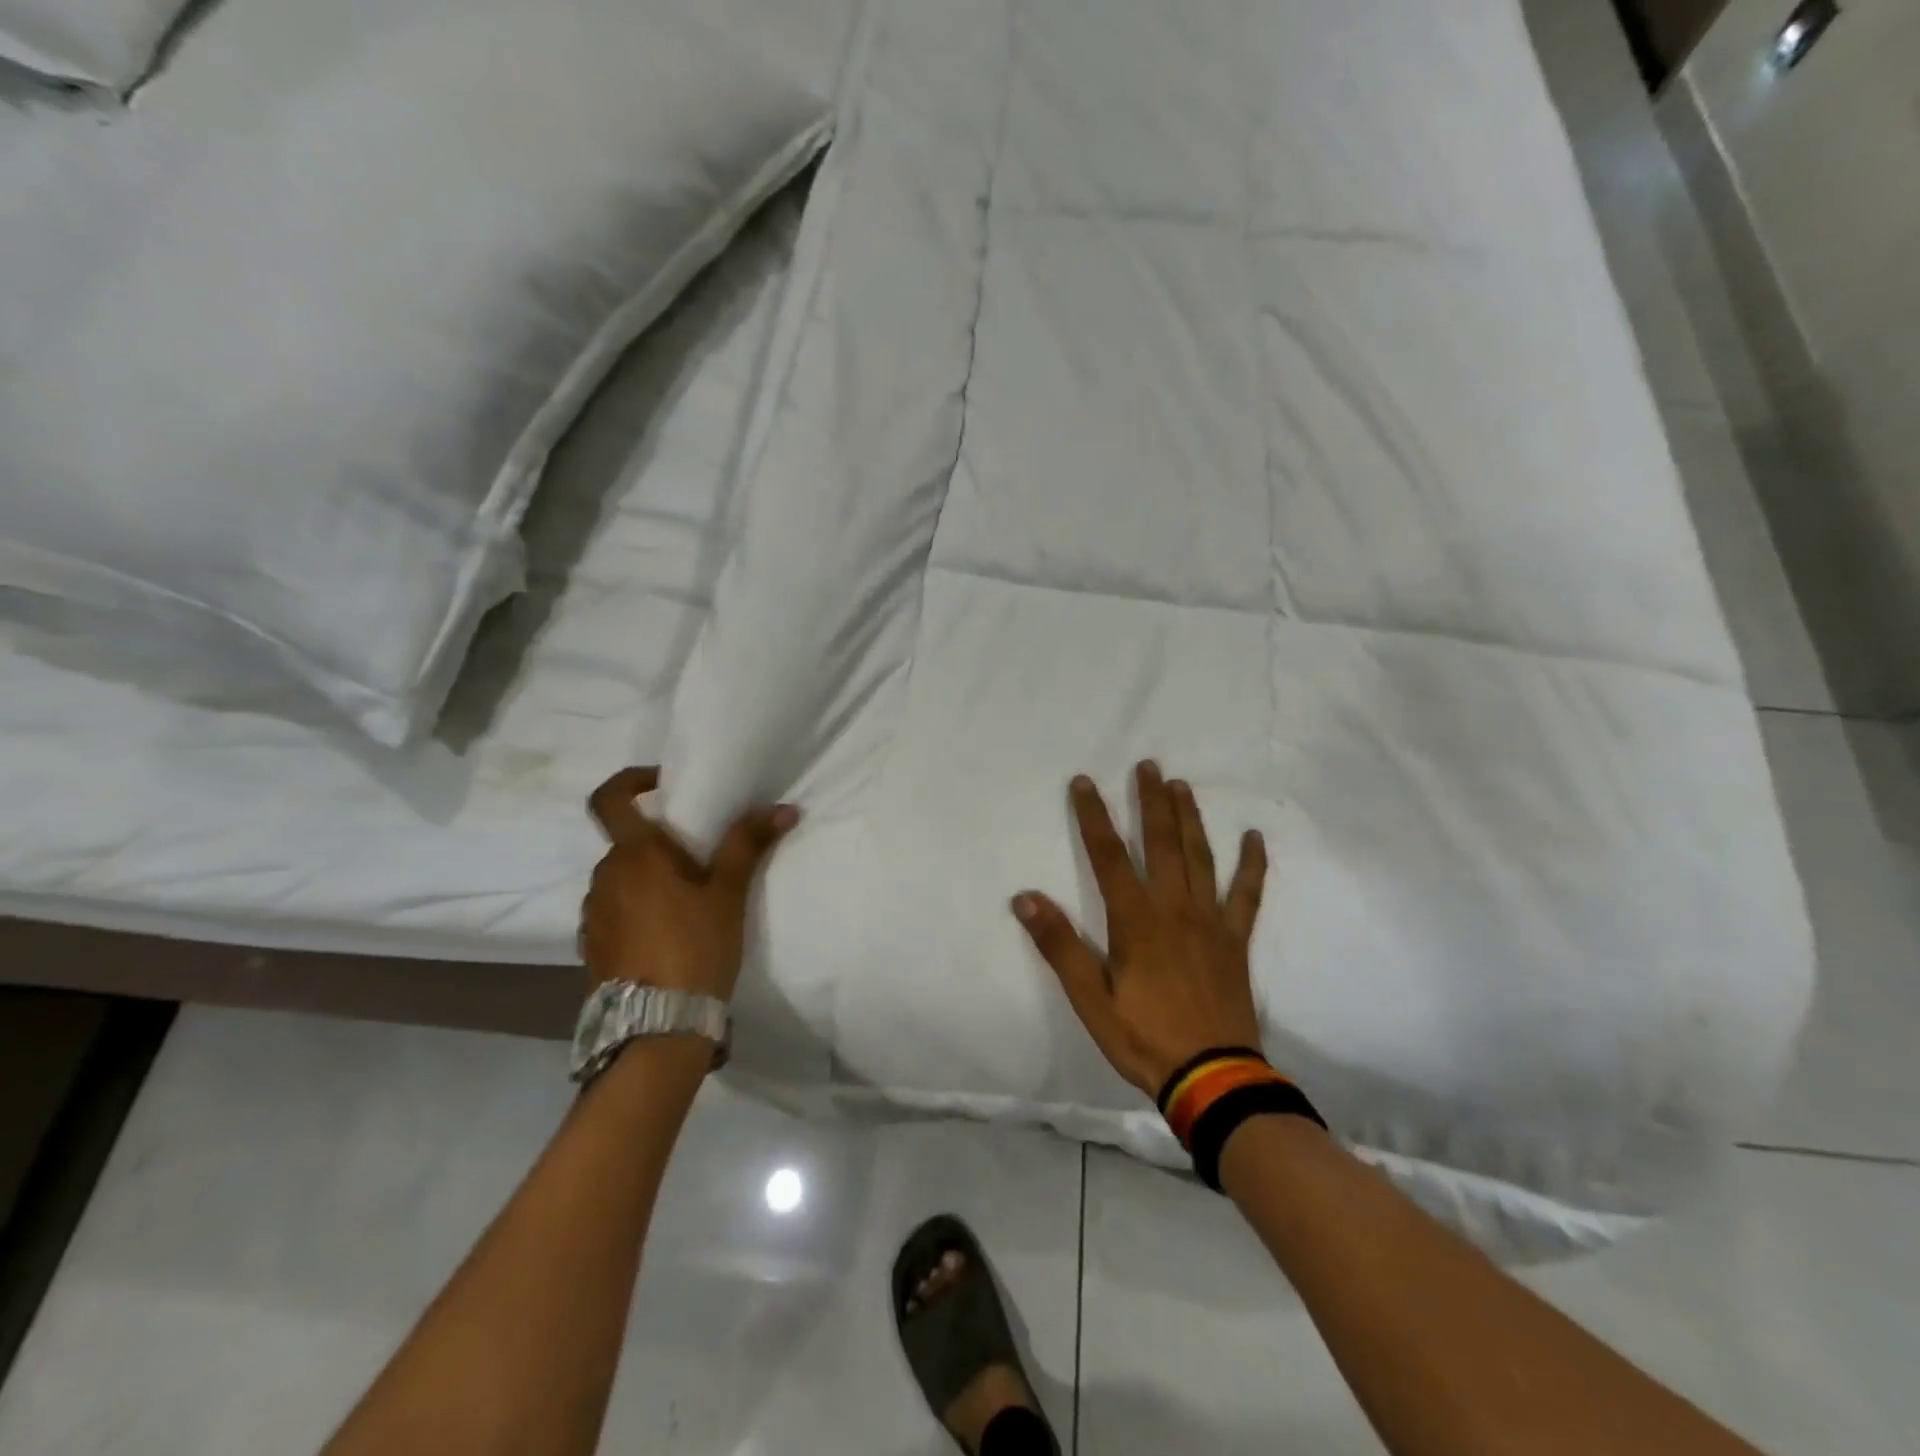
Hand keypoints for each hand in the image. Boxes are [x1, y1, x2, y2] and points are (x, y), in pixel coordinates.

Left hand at [581, 766, 798, 999]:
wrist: (656, 1028)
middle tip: (700, 859)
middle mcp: (604, 877)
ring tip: (688, 902)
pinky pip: (614, 910)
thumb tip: (784, 807)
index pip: (609, 798)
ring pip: (621, 878)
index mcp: (634, 855)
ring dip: (648, 878)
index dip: (631, 781)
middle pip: (626, 842)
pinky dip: (637, 908)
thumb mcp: (728, 894)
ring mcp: (593, 914)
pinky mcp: (592, 946)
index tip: (663, 784)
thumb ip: (749, 845)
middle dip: (660, 843)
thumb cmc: (695, 947)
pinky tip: (667, 934)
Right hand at [1012, 761, 1267, 1097]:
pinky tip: (1254, 838)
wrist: (1212, 1077)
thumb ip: (1059, 945)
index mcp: (1135, 920)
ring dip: (1189, 819)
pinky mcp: (1234, 940)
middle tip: (1147, 765)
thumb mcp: (1089, 998)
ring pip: (1199, 857)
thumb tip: (1025, 898)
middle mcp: (1173, 908)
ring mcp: (1209, 921)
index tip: (1084, 782)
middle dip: (1150, 802)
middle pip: (1160, 843)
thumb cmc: (1143, 1037)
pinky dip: (1251, 865)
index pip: (1107, 855)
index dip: (1093, 816)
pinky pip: (1246, 894)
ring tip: (1181, 786)